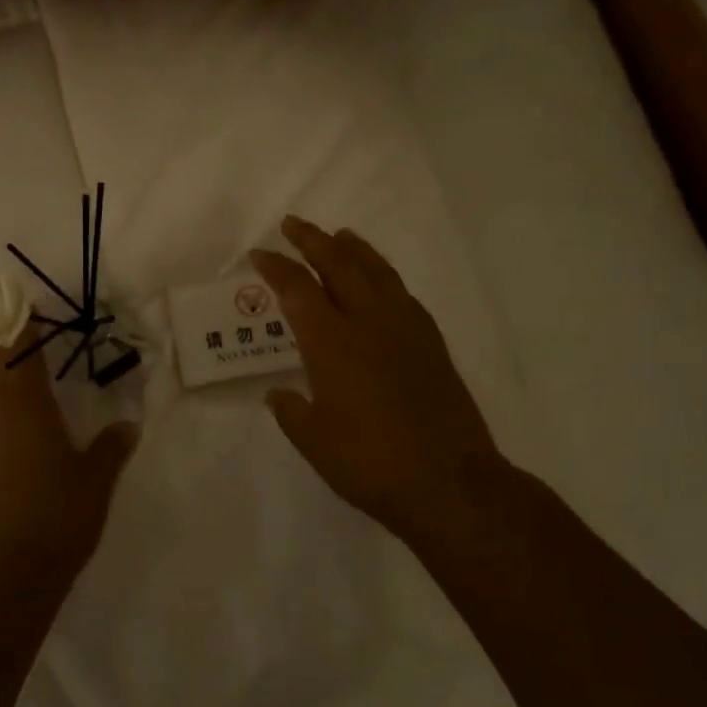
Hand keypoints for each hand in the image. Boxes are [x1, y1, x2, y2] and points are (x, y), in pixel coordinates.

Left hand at [0, 325, 140, 585]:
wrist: (5, 573)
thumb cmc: (56, 513)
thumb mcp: (97, 477)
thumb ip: (113, 446)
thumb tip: (128, 425)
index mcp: (25, 403)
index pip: (19, 347)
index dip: (24, 323)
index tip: (35, 306)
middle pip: (1, 366)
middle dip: (20, 347)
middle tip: (48, 338)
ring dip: (13, 380)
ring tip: (43, 378)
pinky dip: (10, 410)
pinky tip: (31, 428)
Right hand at [252, 217, 513, 548]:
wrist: (449, 482)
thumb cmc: (370, 463)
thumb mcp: (314, 442)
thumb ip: (291, 411)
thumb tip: (278, 394)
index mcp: (331, 343)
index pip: (296, 290)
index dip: (275, 267)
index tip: (258, 254)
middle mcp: (367, 323)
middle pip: (338, 266)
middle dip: (312, 241)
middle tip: (293, 224)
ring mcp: (405, 329)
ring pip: (376, 272)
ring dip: (354, 250)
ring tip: (341, 235)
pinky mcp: (431, 343)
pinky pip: (403, 294)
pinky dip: (385, 277)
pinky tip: (382, 282)